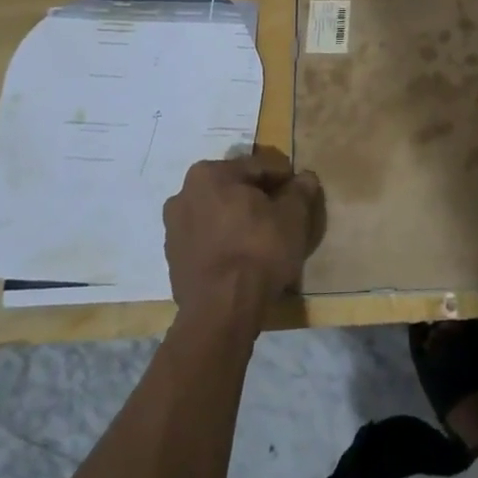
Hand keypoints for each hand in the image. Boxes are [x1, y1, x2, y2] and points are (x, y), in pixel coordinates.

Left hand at [163, 147, 324, 330]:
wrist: (222, 310)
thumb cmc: (259, 250)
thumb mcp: (293, 216)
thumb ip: (300, 191)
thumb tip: (305, 177)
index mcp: (210, 174)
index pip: (258, 168)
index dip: (284, 179)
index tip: (300, 195)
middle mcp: (184, 193)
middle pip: (234, 188)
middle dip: (257, 198)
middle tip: (282, 215)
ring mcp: (173, 227)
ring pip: (217, 213)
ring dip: (238, 219)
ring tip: (263, 238)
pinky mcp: (172, 258)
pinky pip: (206, 238)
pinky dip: (224, 240)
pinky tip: (242, 257)